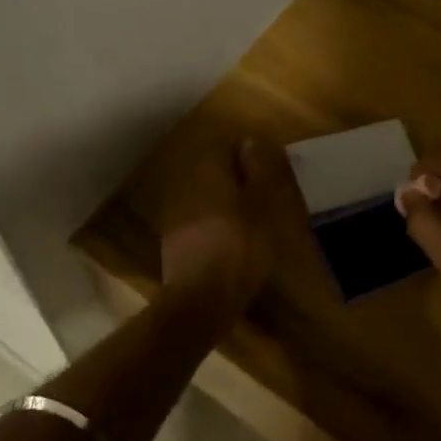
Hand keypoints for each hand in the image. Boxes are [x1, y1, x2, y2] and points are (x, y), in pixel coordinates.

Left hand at [160, 137, 292, 312]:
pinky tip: (230, 240)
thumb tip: (251, 141)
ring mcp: (175, 212)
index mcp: (207, 171)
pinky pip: (197, 218)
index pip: (225, 145)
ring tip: (249, 219)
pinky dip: (214, 222)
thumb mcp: (263, 206)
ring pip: (204, 194)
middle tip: (262, 196)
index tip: (267, 171)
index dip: (248, 154)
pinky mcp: (173, 239)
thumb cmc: (240, 247)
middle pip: (213, 169)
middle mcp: (186, 184)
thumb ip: (260, 170)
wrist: (199, 299)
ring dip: (224, 201)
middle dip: (236, 178)